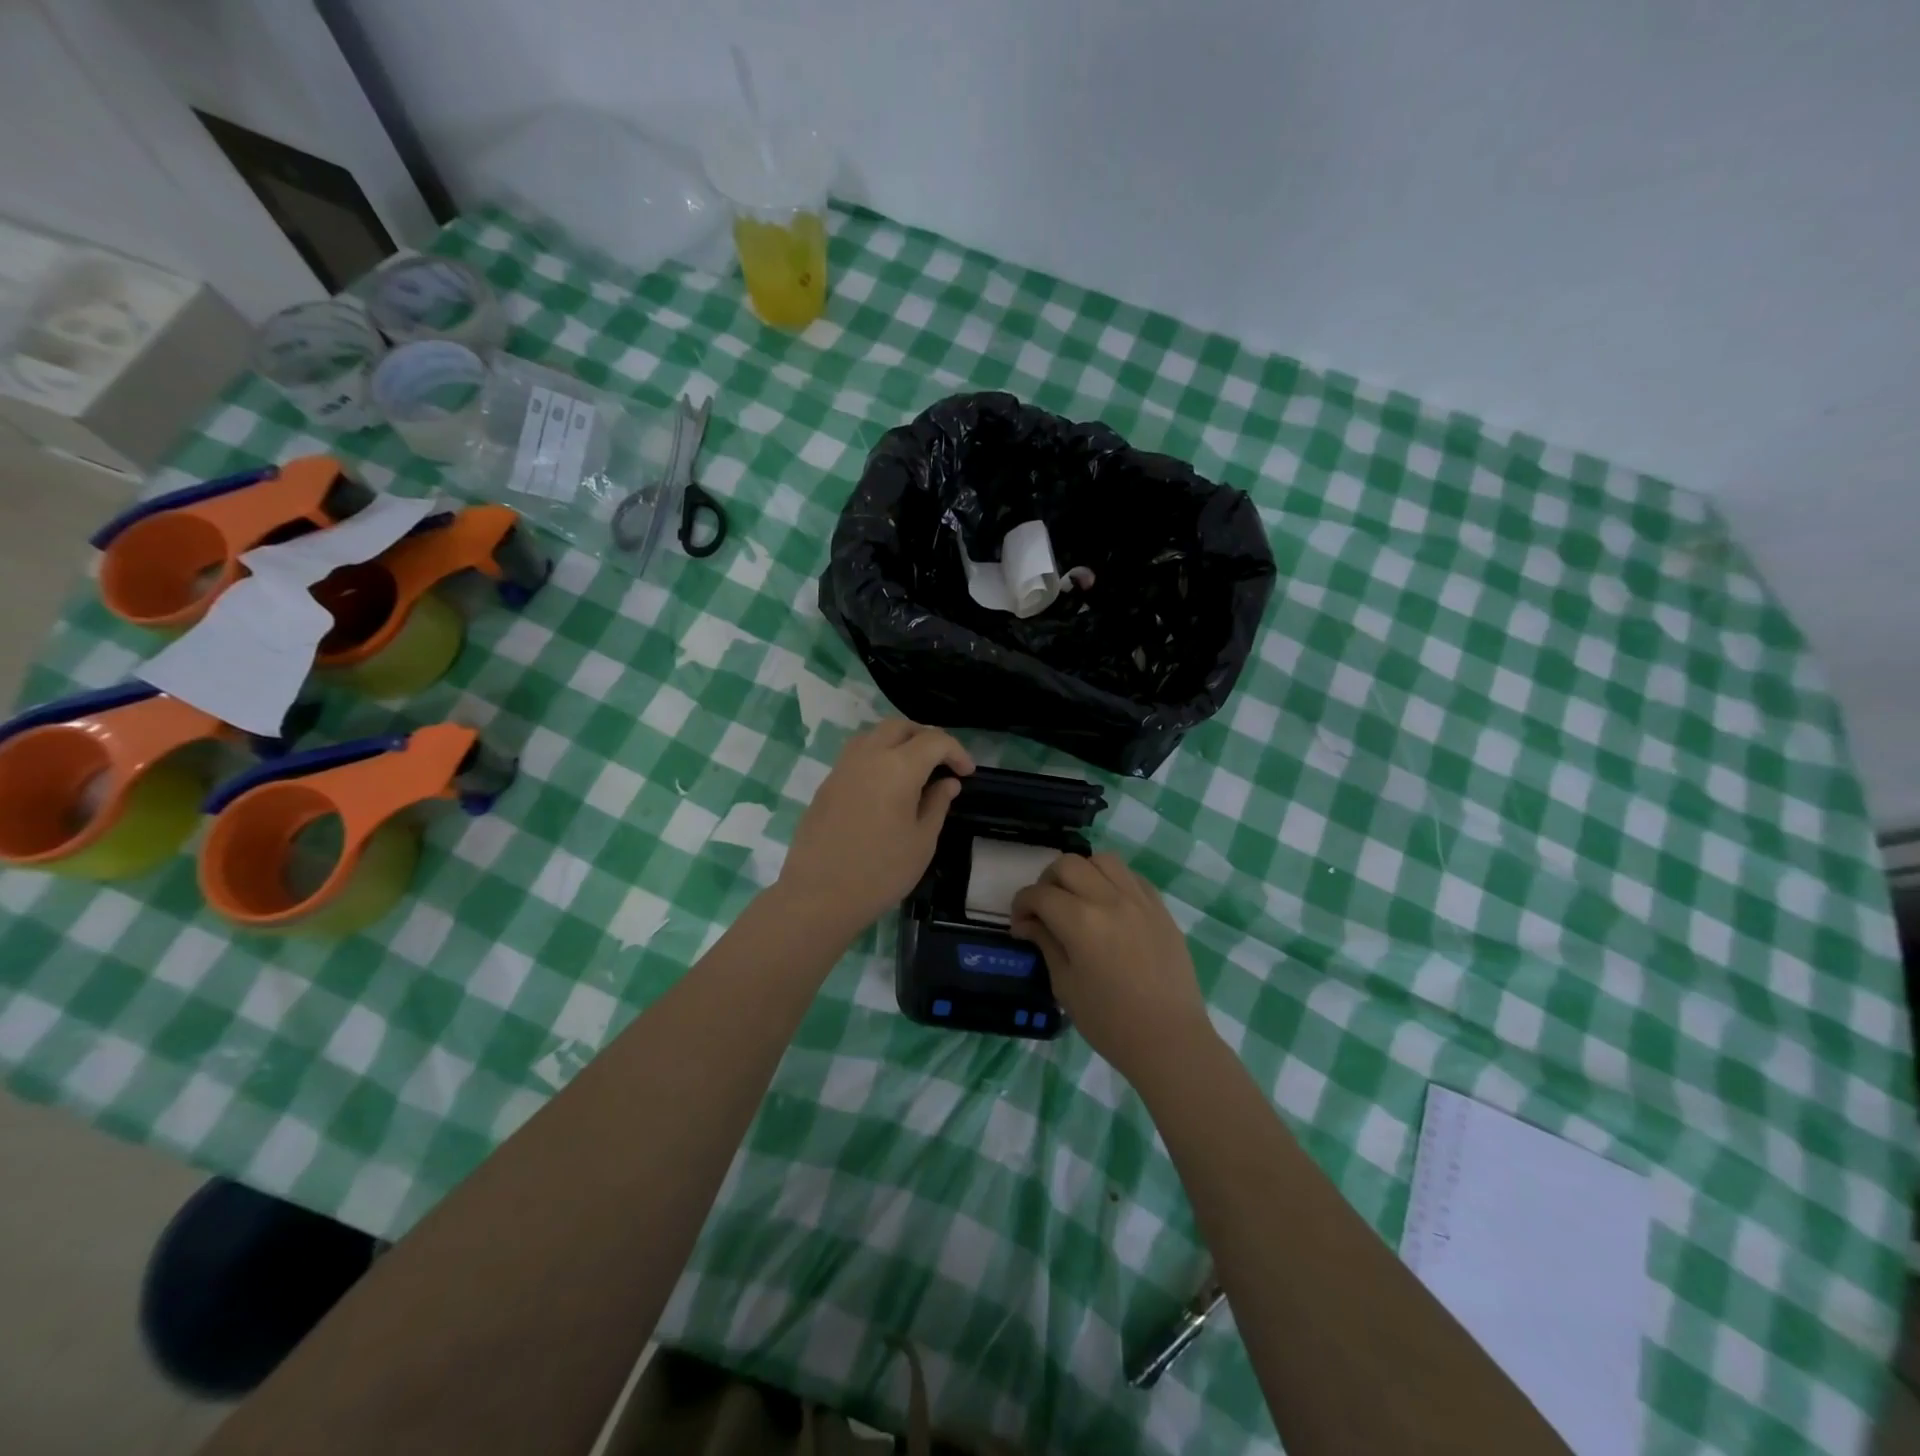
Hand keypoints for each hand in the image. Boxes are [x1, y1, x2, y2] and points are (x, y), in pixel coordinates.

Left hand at [776, 719, 973, 934]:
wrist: (818, 895)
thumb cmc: (880, 872)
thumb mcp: (922, 841)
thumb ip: (937, 804)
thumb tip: (947, 782)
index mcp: (898, 767)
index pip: (934, 741)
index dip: (956, 751)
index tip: (966, 773)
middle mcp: (868, 756)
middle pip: (901, 726)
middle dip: (926, 738)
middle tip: (942, 763)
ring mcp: (842, 767)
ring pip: (874, 735)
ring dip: (898, 742)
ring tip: (914, 770)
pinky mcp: (827, 783)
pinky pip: (857, 754)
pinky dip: (877, 757)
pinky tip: (885, 785)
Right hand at [1011, 853, 1210, 1079]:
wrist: (1169, 1039)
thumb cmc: (1110, 1022)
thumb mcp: (1065, 986)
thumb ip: (1046, 944)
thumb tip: (1028, 923)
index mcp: (1081, 922)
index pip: (1039, 894)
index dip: (1021, 905)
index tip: (1020, 924)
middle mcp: (1109, 899)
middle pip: (1068, 864)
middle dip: (1047, 881)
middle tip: (1045, 908)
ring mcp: (1139, 900)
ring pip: (1103, 860)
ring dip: (1083, 872)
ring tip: (1078, 898)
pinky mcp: (1160, 908)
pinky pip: (1131, 876)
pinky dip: (1113, 881)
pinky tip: (1109, 905)